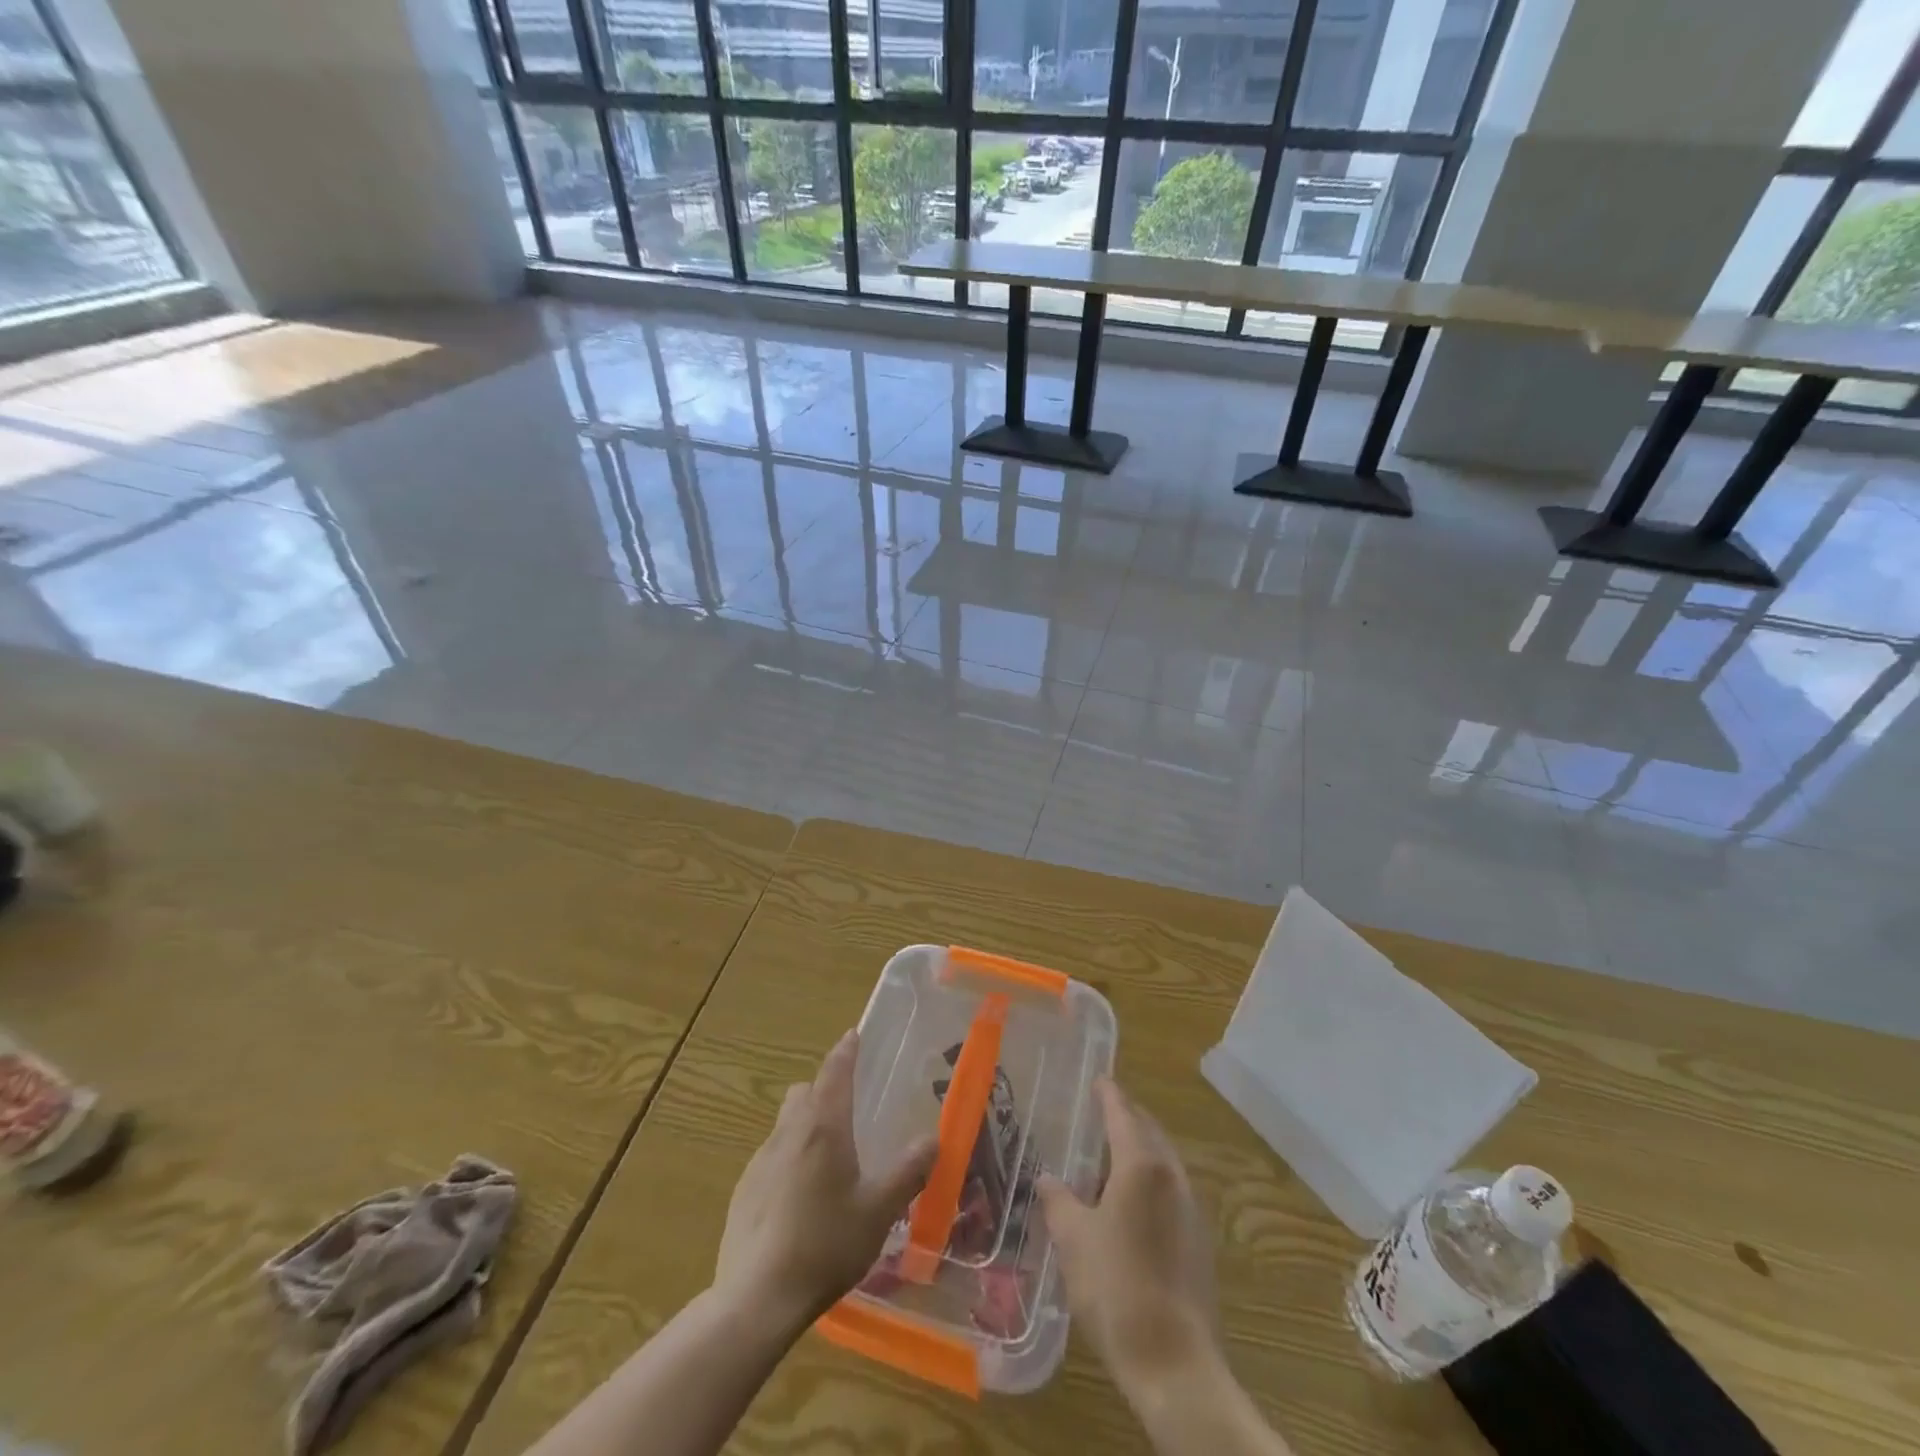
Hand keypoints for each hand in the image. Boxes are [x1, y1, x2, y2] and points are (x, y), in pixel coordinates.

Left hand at [714, 1029, 937, 1331]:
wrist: (756, 1299)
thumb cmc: (825, 1245)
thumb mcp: (878, 1211)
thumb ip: (908, 1172)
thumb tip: (933, 1138)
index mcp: (823, 1127)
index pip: (834, 1072)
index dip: (846, 1051)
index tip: (854, 1036)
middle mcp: (788, 1132)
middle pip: (804, 1092)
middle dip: (824, 1088)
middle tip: (849, 1107)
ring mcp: (760, 1160)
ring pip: (785, 1123)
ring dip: (805, 1124)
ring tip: (829, 1158)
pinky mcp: (744, 1190)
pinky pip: (771, 1157)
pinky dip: (789, 1159)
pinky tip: (801, 1199)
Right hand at [1037, 1079, 1220, 1390]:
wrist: (1175, 1364)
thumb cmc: (1117, 1288)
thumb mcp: (1073, 1239)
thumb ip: (1058, 1200)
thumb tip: (1047, 1178)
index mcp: (1142, 1165)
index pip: (1123, 1113)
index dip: (1108, 1094)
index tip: (1098, 1079)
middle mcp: (1172, 1177)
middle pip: (1149, 1132)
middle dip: (1126, 1119)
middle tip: (1099, 1115)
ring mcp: (1191, 1209)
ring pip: (1162, 1162)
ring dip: (1137, 1152)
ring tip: (1105, 1162)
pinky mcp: (1198, 1241)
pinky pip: (1170, 1191)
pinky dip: (1148, 1182)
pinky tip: (1126, 1207)